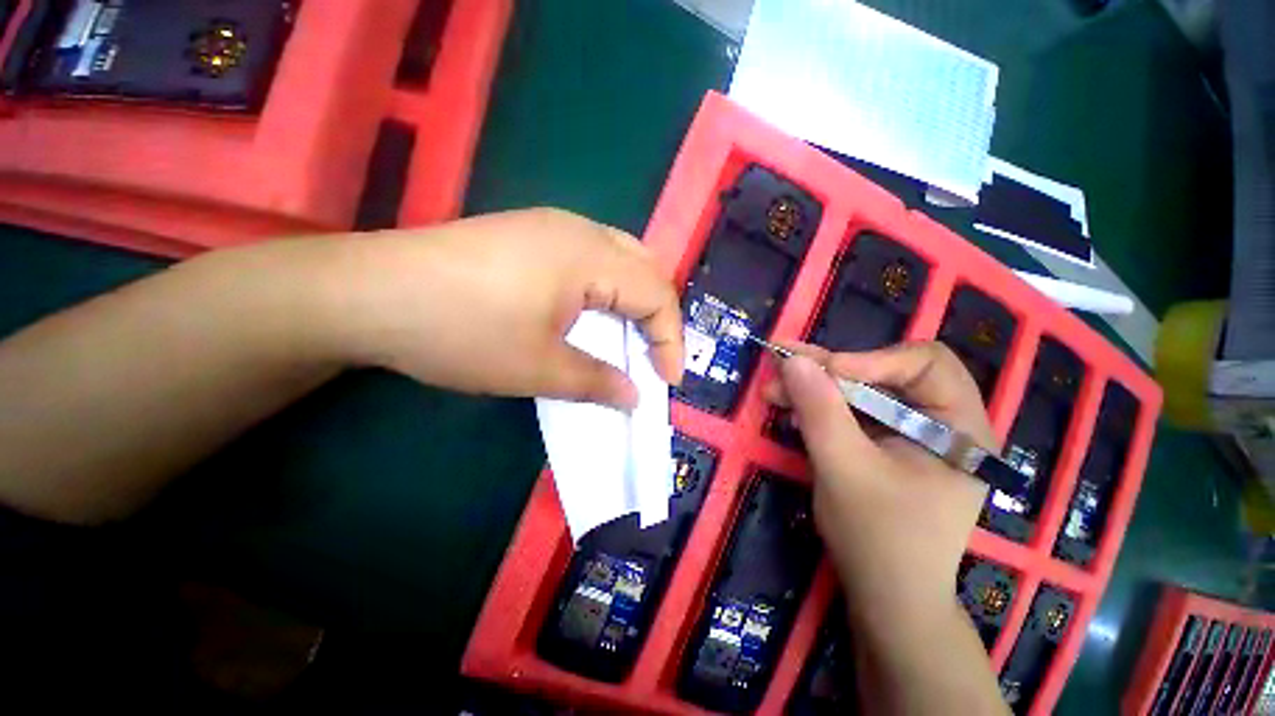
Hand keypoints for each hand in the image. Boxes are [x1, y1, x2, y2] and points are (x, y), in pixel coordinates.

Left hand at [325, 208, 683, 408]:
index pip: (657, 294)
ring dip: (633, 301)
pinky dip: (607, 290)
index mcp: (589, 255)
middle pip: (646, 268)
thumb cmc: (462, 331)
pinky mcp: (529, 235)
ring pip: (620, 259)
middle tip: (653, 355)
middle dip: (658, 316)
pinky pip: (591, 258)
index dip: (671, 340)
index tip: (667, 382)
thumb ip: (597, 382)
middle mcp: (579, 229)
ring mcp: (551, 227)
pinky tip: (591, 314)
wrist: (368, 294)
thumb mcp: (538, 368)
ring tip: (629, 339)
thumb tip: (633, 396)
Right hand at [763, 342, 996, 625]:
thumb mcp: (844, 469)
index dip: (872, 359)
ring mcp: (910, 434)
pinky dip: (819, 407)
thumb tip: (793, 360)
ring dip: (815, 387)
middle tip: (782, 364)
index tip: (823, 372)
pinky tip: (792, 411)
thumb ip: (820, 411)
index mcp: (960, 427)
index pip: (925, 364)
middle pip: (886, 373)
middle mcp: (941, 422)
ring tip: (774, 390)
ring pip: (861, 391)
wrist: (884, 597)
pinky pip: (851, 412)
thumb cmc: (878, 539)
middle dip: (829, 370)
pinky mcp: (884, 445)